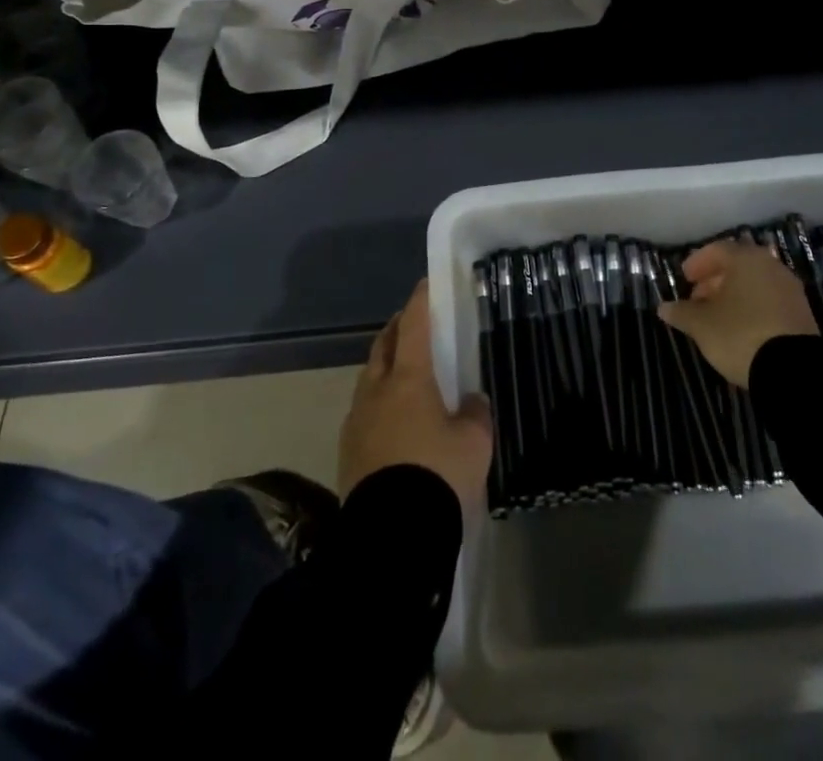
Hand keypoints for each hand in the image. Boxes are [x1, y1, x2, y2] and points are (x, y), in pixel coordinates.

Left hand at [338, 280, 493, 510]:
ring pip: (369, 379)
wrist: (391, 537)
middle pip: (382, 347)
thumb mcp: (474, 443)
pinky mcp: (347, 452)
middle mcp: (376, 391)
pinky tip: (392, 419)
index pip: (413, 327)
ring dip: (384, 367)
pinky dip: (378, 402)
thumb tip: (470, 402)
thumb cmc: (438, 475)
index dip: (420, 303)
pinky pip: (363, 412)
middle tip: (411, 325)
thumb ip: (474, 414)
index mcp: (408, 379)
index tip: (425, 285)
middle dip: (396, 331)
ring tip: (403, 373)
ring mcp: (356, 422)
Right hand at [659, 240, 818, 386]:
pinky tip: (739, 328)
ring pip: (755, 284)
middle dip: (714, 280)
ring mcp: (790, 291)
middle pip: (738, 266)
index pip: (717, 250)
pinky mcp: (802, 315)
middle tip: (697, 298)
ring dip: (733, 295)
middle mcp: (772, 267)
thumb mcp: (702, 325)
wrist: (793, 371)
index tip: (685, 279)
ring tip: (715, 317)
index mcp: (747, 259)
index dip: (697, 263)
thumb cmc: (740, 334)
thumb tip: (664, 307)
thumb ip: (681, 312)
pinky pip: (769, 301)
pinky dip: (751, 307)